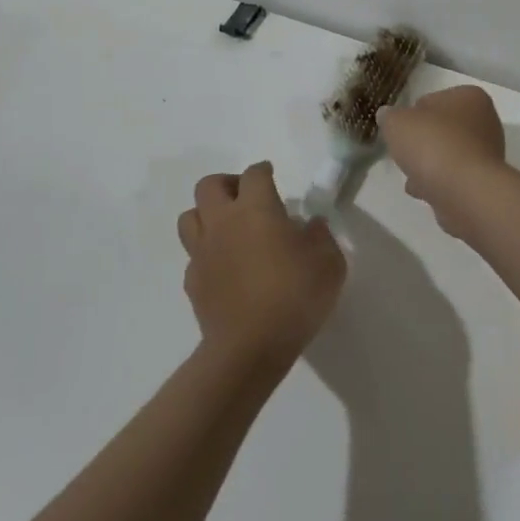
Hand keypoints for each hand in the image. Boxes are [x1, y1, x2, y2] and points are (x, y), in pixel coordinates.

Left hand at [177, 162, 346, 370]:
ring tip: (229, 228)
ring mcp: (202, 252)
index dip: (263, 171)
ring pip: (190, 216)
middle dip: (227, 184)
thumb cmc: (294, 296)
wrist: (249, 349)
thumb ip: (321, 237)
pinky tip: (225, 267)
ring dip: (207, 215)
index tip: (271, 176)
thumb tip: (311, 225)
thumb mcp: (329, 263)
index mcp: (256, 208)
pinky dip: (207, 254)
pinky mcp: (193, 282)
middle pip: (209, 185)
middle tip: (246, 198)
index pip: (254, 174)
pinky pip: (193, 256)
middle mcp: (223, 222)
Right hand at [378, 86, 505, 237]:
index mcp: (470, 97)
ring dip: (430, 163)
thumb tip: (388, 116)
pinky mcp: (484, 182)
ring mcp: (487, 154)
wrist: (463, 191)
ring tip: (409, 175)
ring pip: (449, 154)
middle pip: (443, 128)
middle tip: (404, 151)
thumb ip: (390, 116)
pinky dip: (438, 182)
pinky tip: (421, 191)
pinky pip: (454, 177)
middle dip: (423, 141)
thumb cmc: (432, 144)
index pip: (435, 99)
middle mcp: (486, 121)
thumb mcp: (397, 122)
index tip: (400, 128)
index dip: (413, 113)